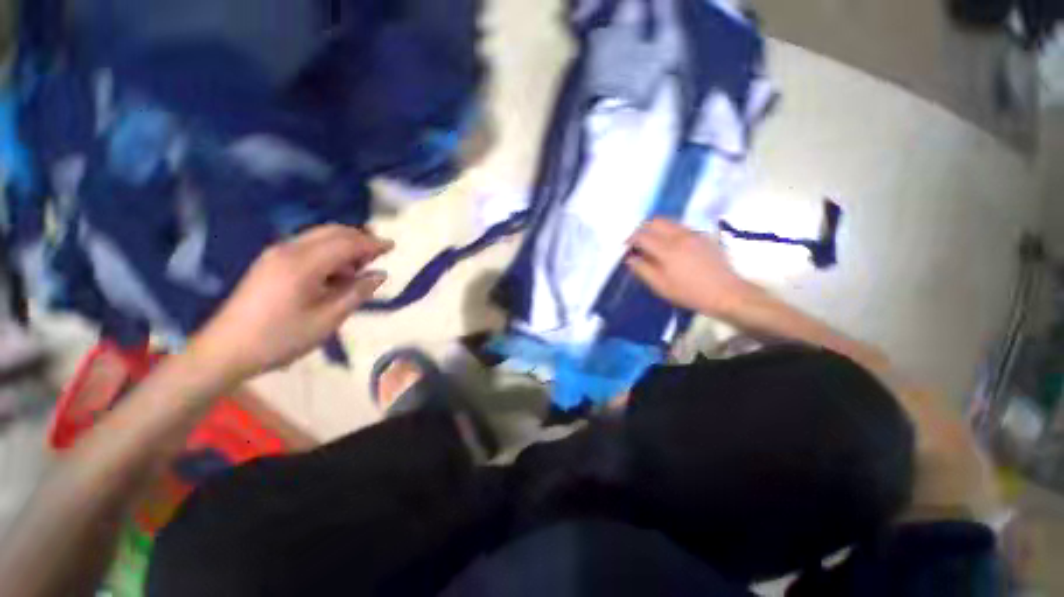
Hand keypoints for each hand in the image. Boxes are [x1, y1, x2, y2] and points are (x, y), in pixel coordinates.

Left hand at [188, 225, 392, 381]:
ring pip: (319, 237)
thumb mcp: (327, 319)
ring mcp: (276, 254)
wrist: (225, 350)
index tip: (393, 246)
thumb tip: (379, 274)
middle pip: (332, 232)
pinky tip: (335, 273)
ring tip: (359, 268)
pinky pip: (307, 247)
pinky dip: (329, 252)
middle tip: (378, 256)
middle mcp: (288, 250)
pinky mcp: (270, 262)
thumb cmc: (281, 338)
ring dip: (344, 246)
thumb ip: (357, 293)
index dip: (372, 243)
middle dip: (359, 239)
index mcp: (303, 264)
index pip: (346, 243)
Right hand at [626, 218, 750, 316]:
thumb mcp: (661, 286)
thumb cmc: (690, 292)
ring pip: (670, 222)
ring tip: (653, 244)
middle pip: (656, 221)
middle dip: (643, 228)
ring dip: (657, 229)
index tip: (626, 247)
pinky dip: (670, 232)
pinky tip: (672, 247)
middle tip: (638, 242)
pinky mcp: (704, 236)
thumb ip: (643, 270)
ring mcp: (694, 234)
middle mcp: (680, 235)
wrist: (726, 293)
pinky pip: (682, 227)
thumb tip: (630, 259)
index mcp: (667, 249)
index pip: (642, 235)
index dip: (631, 239)